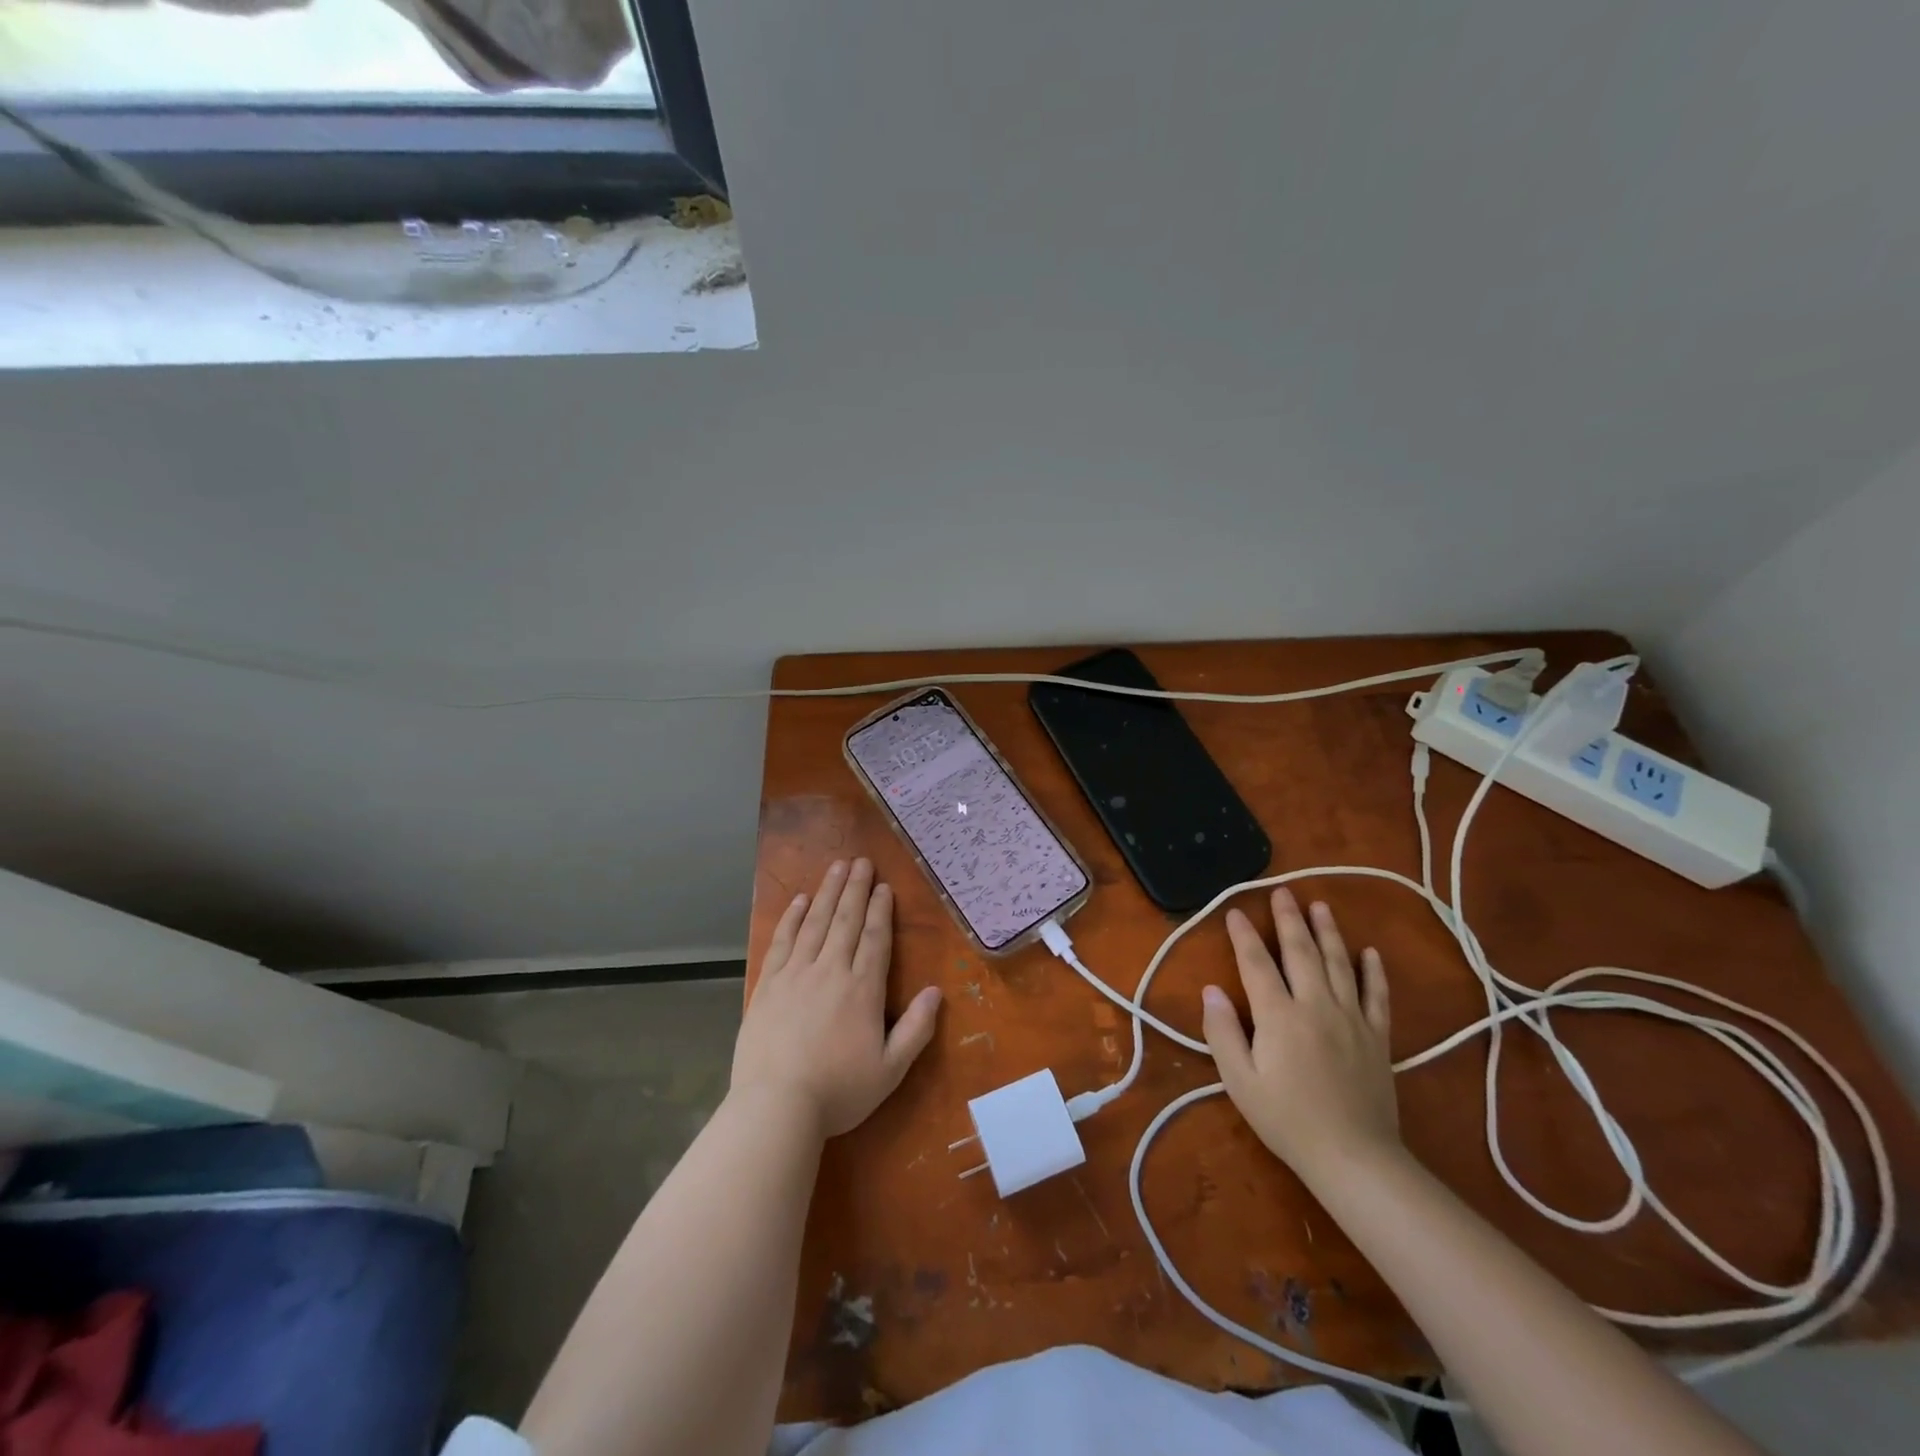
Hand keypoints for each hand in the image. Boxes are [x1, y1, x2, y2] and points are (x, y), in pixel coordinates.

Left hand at [731, 858, 942, 1138]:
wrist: (776, 1106)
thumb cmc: (839, 1091)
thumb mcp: (891, 1070)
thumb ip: (916, 1029)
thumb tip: (936, 992)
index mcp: (863, 989)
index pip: (874, 938)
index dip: (880, 910)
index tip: (883, 886)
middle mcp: (831, 970)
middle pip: (845, 920)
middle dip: (855, 889)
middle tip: (861, 861)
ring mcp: (796, 974)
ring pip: (815, 923)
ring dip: (827, 892)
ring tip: (836, 867)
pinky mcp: (768, 984)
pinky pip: (783, 941)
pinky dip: (792, 918)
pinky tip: (799, 901)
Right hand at [1201, 887, 1398, 1184]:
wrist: (1354, 1157)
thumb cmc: (1287, 1120)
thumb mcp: (1240, 1080)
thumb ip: (1223, 1032)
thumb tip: (1211, 990)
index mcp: (1279, 1015)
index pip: (1257, 963)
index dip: (1243, 935)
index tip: (1234, 911)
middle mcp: (1316, 1005)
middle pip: (1301, 952)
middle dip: (1289, 919)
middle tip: (1282, 891)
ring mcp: (1351, 1018)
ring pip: (1339, 964)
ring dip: (1328, 932)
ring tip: (1320, 905)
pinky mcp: (1377, 1037)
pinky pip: (1377, 995)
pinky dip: (1373, 971)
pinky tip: (1369, 952)